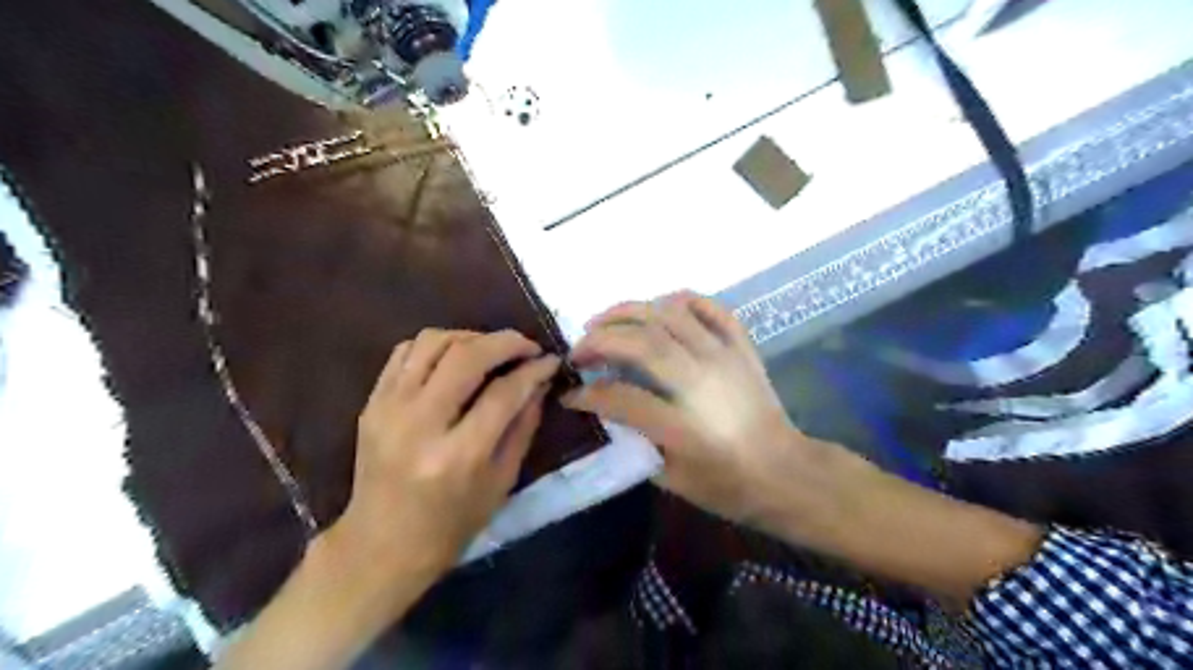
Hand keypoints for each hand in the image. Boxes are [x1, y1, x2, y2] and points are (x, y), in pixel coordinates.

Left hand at [326, 330, 560, 592]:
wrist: (381, 546)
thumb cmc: (451, 524)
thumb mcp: (502, 481)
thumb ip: (523, 425)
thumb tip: (540, 381)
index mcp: (458, 456)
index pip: (504, 393)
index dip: (533, 370)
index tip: (551, 360)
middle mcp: (419, 424)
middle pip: (467, 356)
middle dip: (506, 342)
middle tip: (527, 346)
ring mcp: (389, 409)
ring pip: (433, 342)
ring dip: (470, 337)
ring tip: (491, 350)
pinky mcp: (372, 403)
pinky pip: (405, 351)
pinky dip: (437, 344)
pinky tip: (455, 359)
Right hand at [560, 293, 819, 532]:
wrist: (785, 472)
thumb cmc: (728, 485)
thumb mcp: (673, 480)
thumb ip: (635, 442)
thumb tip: (606, 408)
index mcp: (684, 426)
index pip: (622, 397)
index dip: (588, 394)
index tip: (570, 394)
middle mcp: (702, 381)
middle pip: (642, 343)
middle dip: (600, 340)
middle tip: (579, 350)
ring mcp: (725, 357)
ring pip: (670, 315)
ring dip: (629, 311)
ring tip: (603, 320)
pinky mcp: (742, 347)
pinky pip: (710, 308)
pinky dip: (681, 299)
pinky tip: (658, 307)